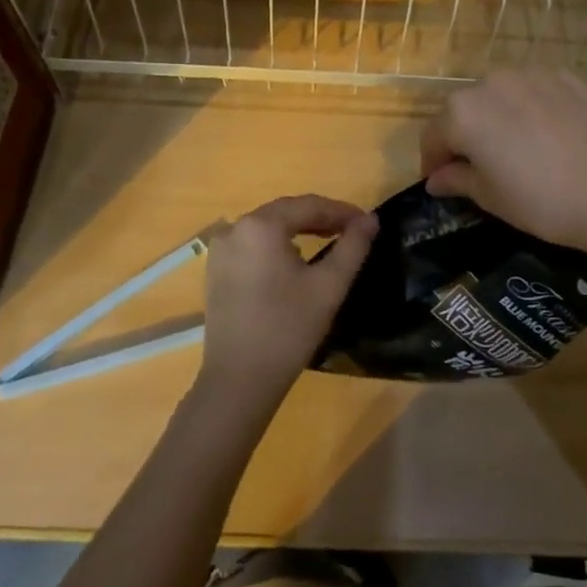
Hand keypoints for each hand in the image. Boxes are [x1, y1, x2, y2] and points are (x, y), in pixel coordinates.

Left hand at [198, 195, 377, 405]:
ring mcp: (220, 250)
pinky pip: (253, 245)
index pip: (309, 205)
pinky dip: (277, 246)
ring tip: (329, 242)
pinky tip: (296, 261)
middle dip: (320, 218)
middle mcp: (235, 228)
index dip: (341, 211)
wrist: (239, 380)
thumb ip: (353, 247)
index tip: (368, 223)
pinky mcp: (215, 270)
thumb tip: (371, 220)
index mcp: (261, 225)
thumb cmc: (288, 329)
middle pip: (286, 213)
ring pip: (268, 228)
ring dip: (299, 230)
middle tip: (352, 232)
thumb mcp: (329, 286)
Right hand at [420, 68, 586, 250]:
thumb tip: (436, 179)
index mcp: (462, 112)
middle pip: (465, 110)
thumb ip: (456, 180)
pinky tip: (549, 137)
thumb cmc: (540, 200)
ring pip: (501, 96)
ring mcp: (531, 75)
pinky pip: (535, 92)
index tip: (442, 183)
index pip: (433, 136)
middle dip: (465, 136)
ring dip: (499, 118)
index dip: (433, 161)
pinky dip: (532, 109)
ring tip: (518, 149)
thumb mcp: (490, 197)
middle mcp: (490, 83)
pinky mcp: (566, 77)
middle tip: (480, 168)